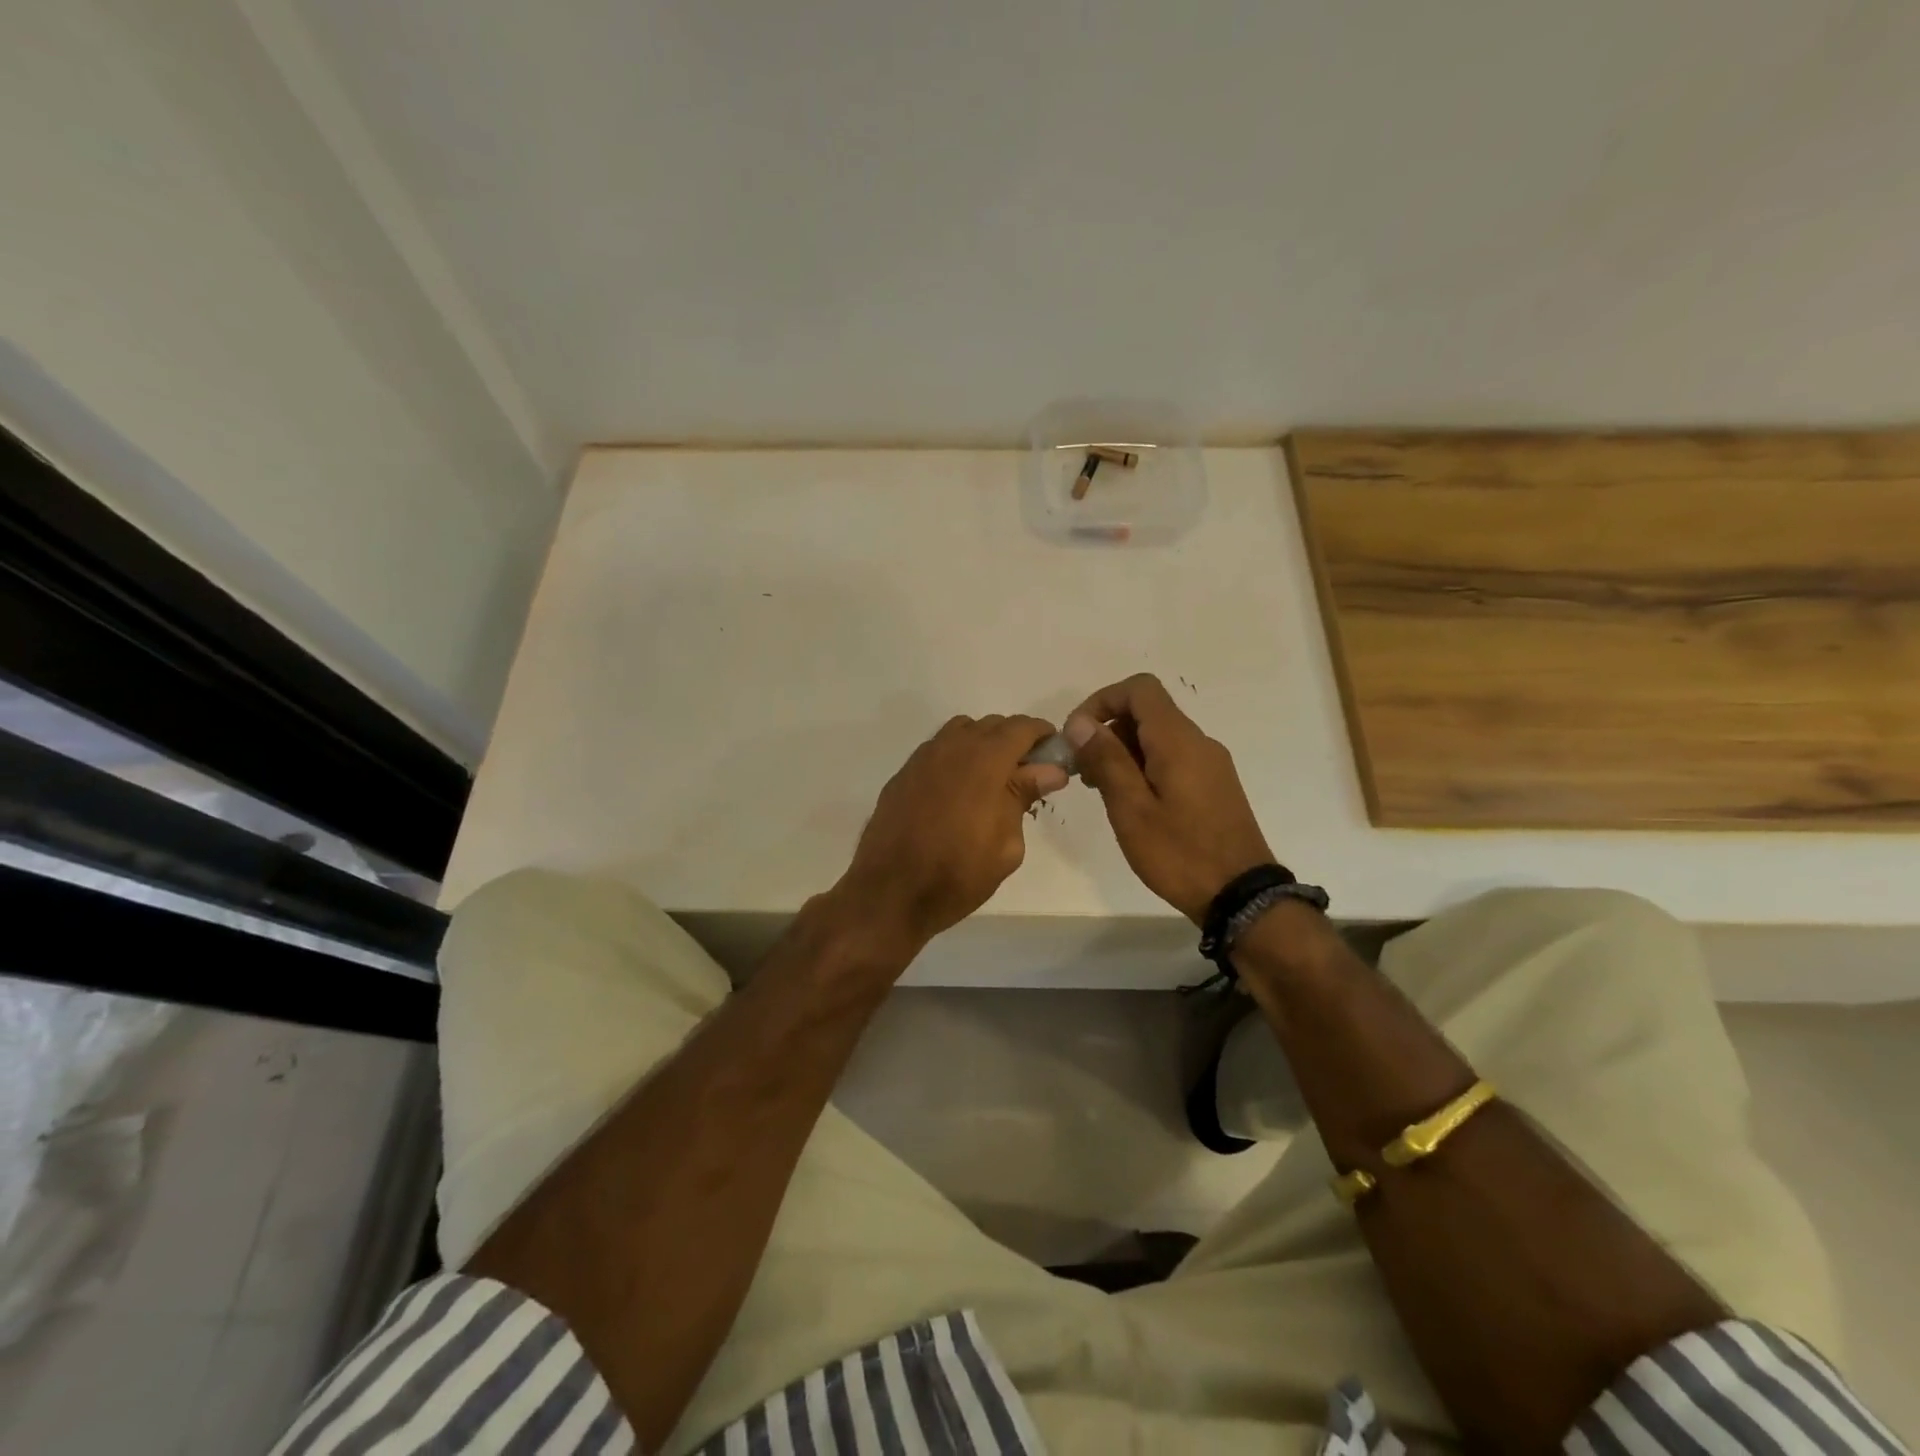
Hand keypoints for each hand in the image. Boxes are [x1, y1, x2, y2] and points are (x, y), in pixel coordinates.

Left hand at [835, 714, 1066, 950]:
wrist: (889, 892)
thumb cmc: (958, 873)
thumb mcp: (1006, 844)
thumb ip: (1024, 796)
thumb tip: (1049, 770)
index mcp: (984, 760)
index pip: (1021, 728)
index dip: (1042, 734)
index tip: (1054, 753)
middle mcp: (952, 748)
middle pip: (991, 725)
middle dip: (1014, 740)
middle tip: (1028, 773)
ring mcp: (922, 759)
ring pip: (961, 732)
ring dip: (983, 744)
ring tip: (993, 779)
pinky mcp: (903, 775)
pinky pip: (938, 751)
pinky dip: (956, 758)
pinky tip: (959, 791)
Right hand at [1065, 674, 1273, 922]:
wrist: (1241, 896)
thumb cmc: (1179, 853)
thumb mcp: (1131, 808)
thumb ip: (1107, 759)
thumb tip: (1081, 722)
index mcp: (1178, 741)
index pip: (1139, 689)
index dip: (1102, 701)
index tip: (1078, 735)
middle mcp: (1198, 742)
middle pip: (1148, 712)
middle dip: (1108, 730)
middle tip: (1083, 770)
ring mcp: (1210, 764)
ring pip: (1159, 737)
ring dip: (1124, 751)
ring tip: (1101, 790)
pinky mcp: (1215, 785)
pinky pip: (1173, 758)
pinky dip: (1144, 766)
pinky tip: (1131, 802)